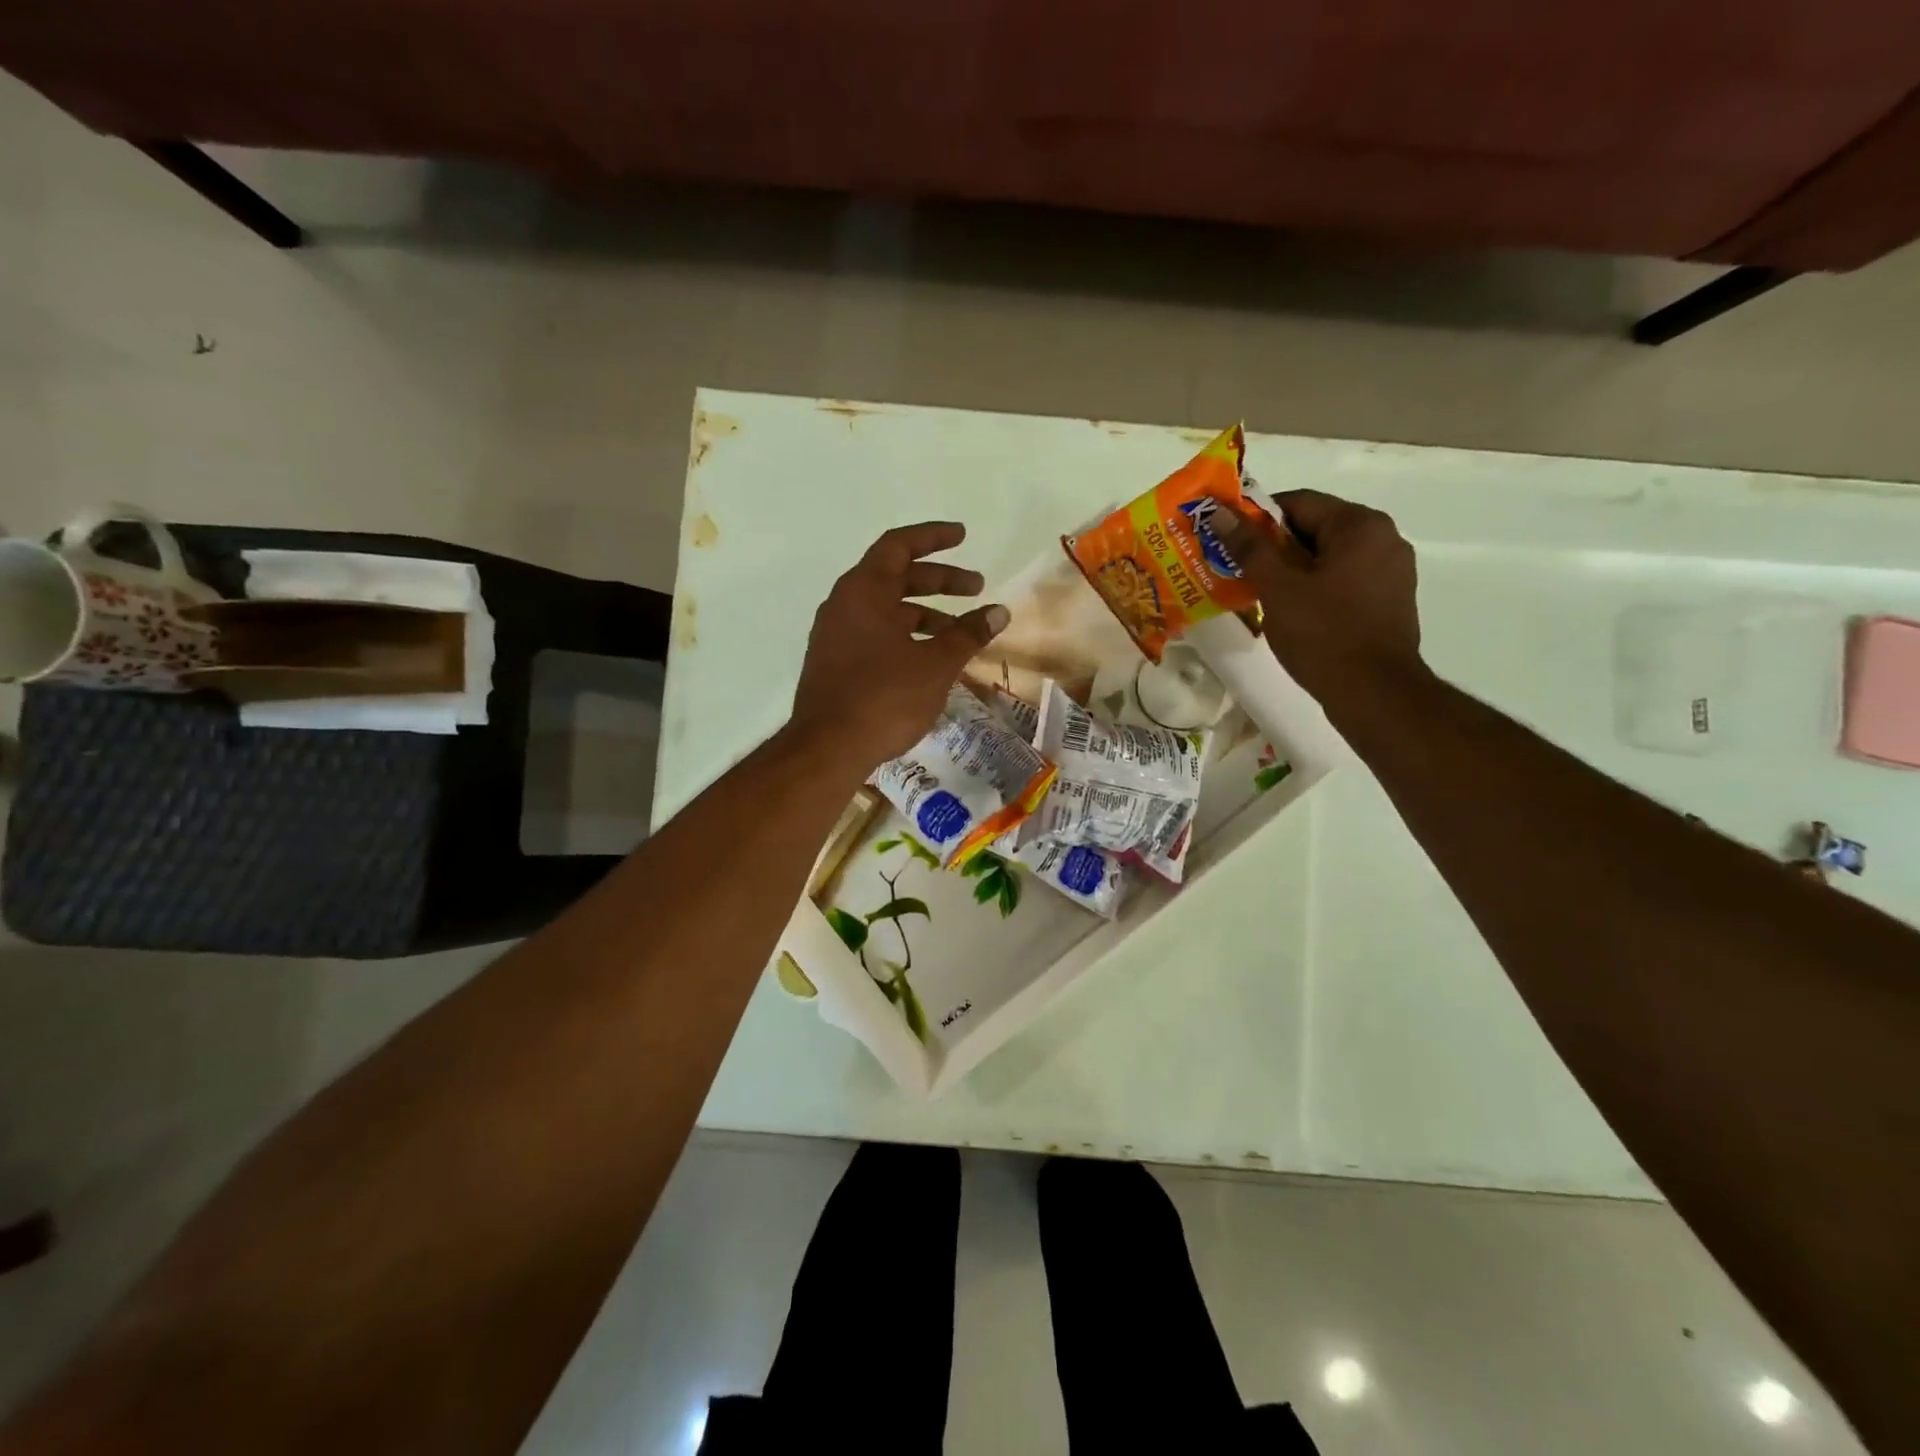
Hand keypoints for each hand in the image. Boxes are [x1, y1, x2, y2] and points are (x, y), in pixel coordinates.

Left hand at [791, 522, 1009, 772]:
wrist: (828, 748)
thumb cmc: (885, 697)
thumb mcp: (936, 664)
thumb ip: (968, 633)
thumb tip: (999, 611)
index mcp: (864, 590)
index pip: (899, 545)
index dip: (933, 537)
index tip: (963, 536)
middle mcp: (844, 604)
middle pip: (895, 577)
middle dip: (939, 580)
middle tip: (976, 589)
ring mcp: (835, 635)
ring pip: (886, 609)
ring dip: (924, 613)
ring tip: (959, 632)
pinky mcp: (834, 663)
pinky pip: (875, 634)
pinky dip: (905, 635)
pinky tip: (929, 659)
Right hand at [1215, 489, 1424, 703]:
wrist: (1374, 693)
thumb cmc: (1323, 634)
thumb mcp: (1278, 589)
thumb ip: (1250, 548)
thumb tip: (1220, 514)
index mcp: (1360, 525)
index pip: (1298, 502)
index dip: (1257, 518)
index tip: (1229, 542)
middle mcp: (1383, 538)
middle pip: (1315, 528)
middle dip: (1273, 546)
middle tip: (1237, 569)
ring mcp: (1392, 571)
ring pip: (1328, 557)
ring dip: (1292, 569)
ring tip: (1259, 593)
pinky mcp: (1390, 600)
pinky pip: (1344, 580)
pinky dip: (1315, 587)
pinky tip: (1292, 611)